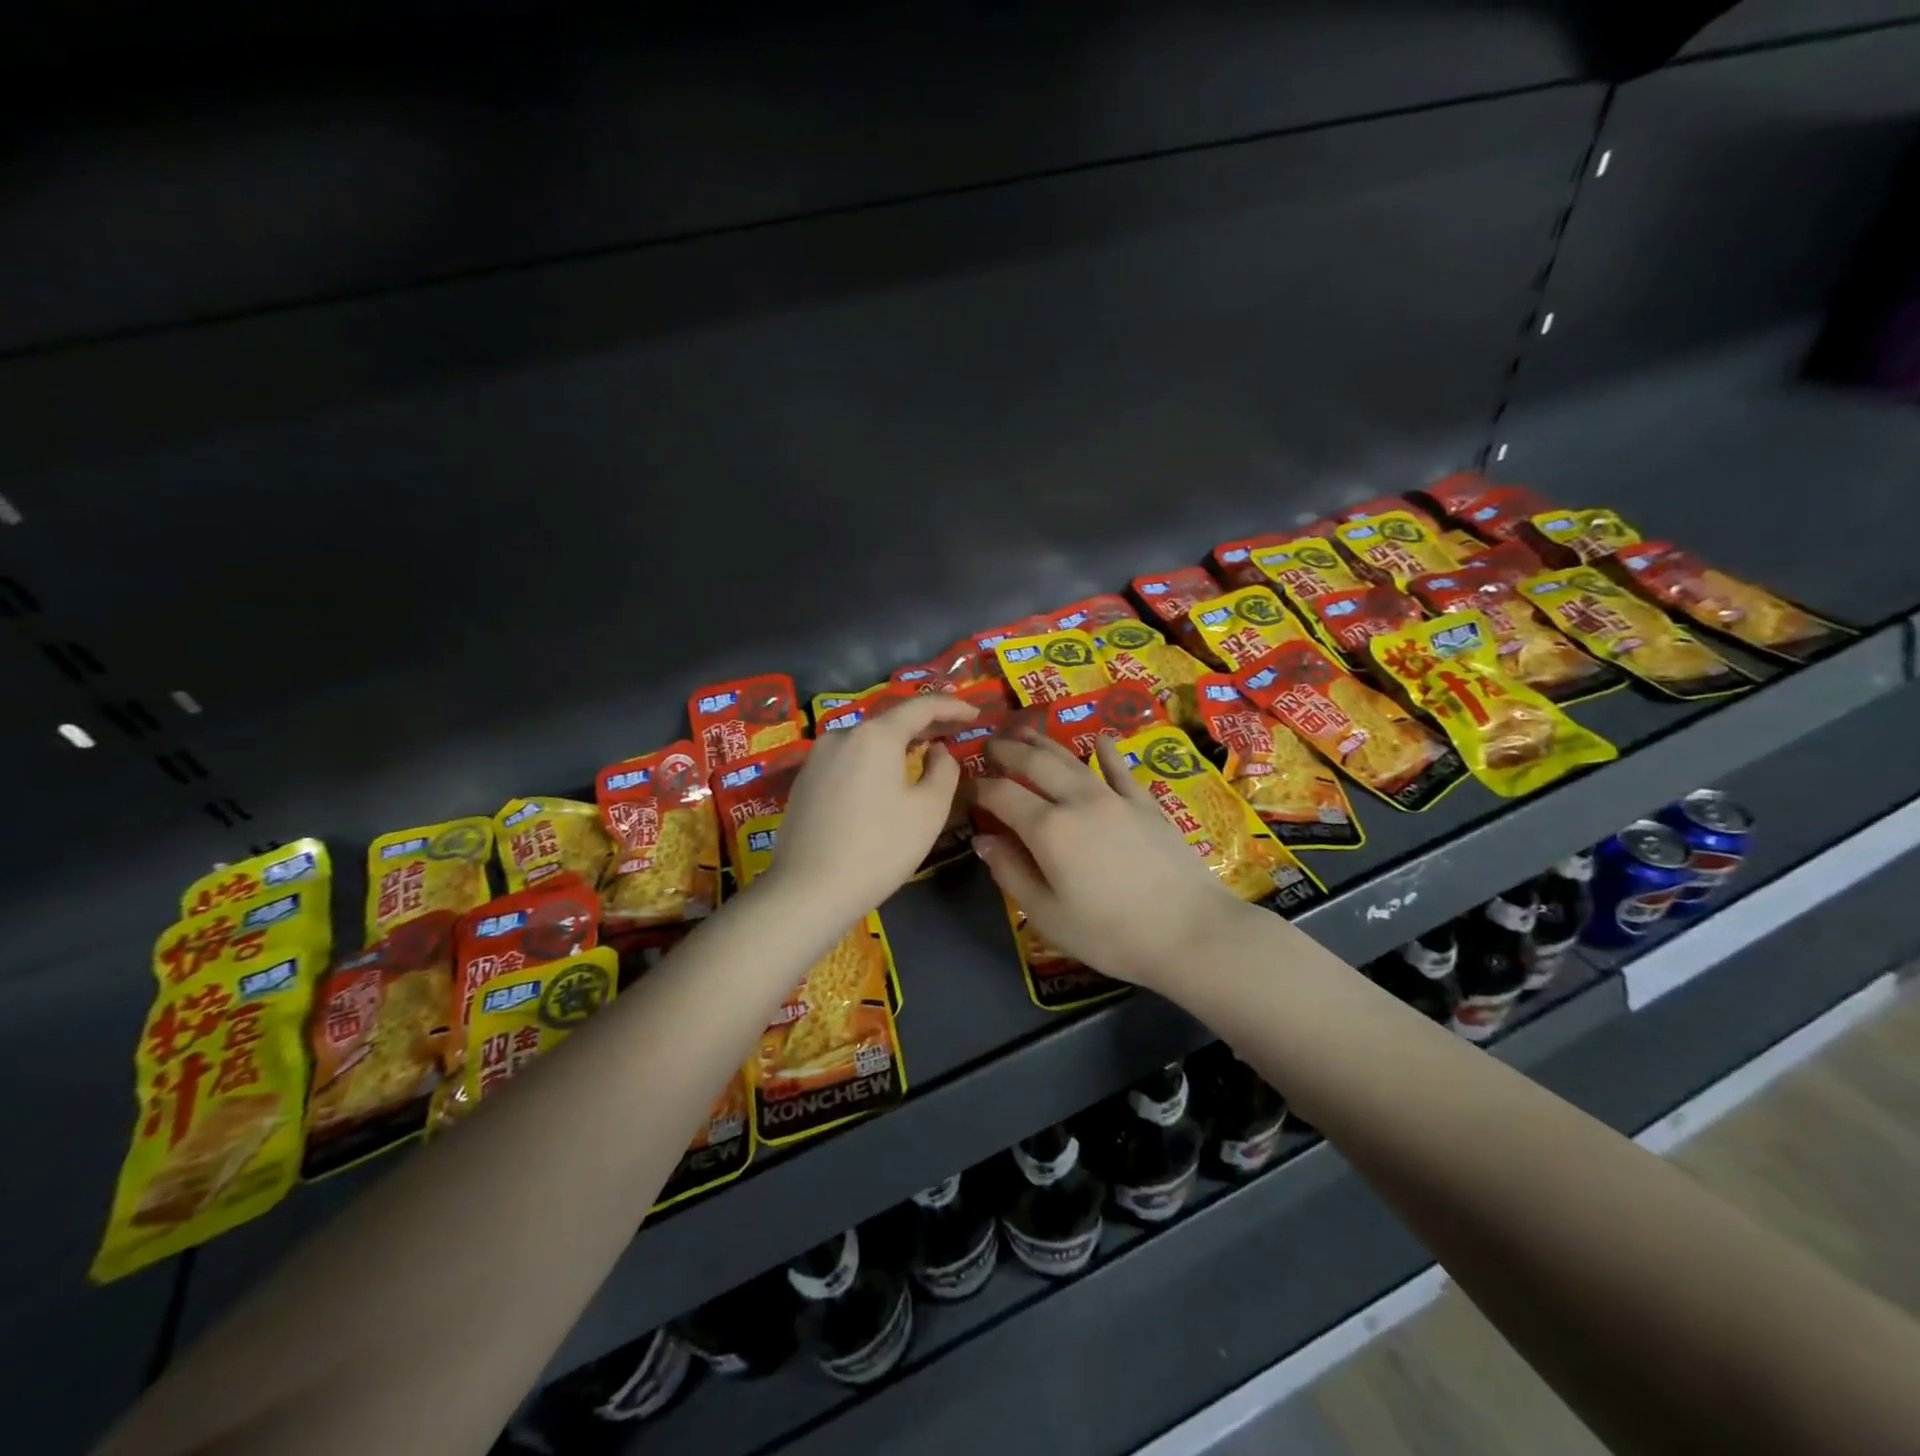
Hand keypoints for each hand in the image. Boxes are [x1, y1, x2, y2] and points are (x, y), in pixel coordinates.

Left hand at [766, 695, 978, 922]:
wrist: (809, 890)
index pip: (920, 706)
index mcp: (875, 735)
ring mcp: (817, 757)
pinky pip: (848, 758)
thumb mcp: (929, 811)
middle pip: (890, 719)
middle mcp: (842, 734)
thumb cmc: (880, 849)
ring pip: (867, 739)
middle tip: (955, 729)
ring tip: (923, 750)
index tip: (975, 713)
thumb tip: (938, 751)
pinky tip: (886, 776)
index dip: (951, 707)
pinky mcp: (805, 780)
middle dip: (926, 723)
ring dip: (898, 742)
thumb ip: (944, 770)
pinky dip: (874, 759)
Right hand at [972, 731, 1258, 991]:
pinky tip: (1100, 740)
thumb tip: (983, 839)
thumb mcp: (1048, 915)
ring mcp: (1115, 798)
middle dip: (1007, 751)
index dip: (978, 788)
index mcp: (1047, 828)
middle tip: (989, 746)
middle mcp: (1077, 800)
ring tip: (1025, 733)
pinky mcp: (1146, 804)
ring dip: (1044, 743)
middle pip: (1034, 763)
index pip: (1001, 795)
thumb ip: (1011, 872)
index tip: (964, 787)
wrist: (1190, 931)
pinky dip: (1107, 752)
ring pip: (1072, 759)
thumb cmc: (1110, 933)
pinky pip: (1120, 770)